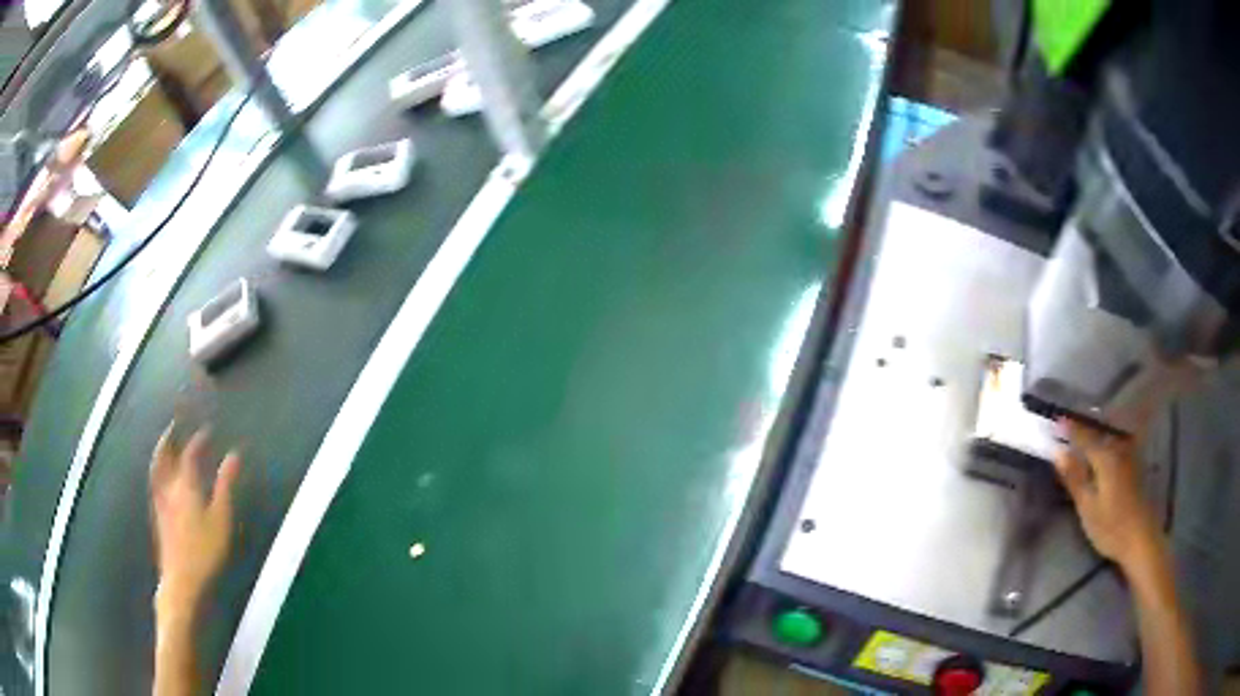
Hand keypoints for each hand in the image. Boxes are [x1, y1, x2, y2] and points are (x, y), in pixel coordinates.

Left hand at [151, 423, 239, 613]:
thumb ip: (226, 485)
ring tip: (166, 444)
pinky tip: (162, 476)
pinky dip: (158, 468)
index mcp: (185, 485)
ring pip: (156, 467)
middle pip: (165, 455)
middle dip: (170, 437)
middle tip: (175, 425)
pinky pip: (155, 480)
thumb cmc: (204, 550)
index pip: (189, 454)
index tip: (207, 431)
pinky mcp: (157, 513)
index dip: (198, 440)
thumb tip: (234, 456)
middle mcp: (169, 486)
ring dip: (161, 451)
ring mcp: (160, 500)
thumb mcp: (221, 519)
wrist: (181, 578)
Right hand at [1053, 419, 1164, 570]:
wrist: (1140, 538)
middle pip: (1097, 432)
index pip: (1083, 435)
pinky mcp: (1134, 464)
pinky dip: (1105, 441)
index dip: (1068, 428)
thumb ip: (1074, 477)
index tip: (1054, 421)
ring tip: (1081, 434)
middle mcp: (1118, 447)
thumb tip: (1057, 451)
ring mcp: (1128, 454)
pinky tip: (1101, 447)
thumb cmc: (1111, 526)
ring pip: (1108, 437)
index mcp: (1105, 455)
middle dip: (1081, 427)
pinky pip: (1116, 444)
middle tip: (1066, 426)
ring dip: (1094, 433)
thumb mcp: (1087, 507)